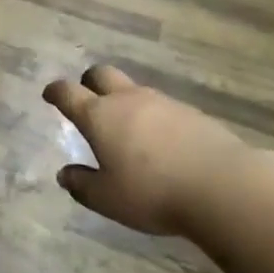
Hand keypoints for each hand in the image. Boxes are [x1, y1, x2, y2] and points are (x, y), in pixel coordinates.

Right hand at [43, 65, 267, 236]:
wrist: (223, 186)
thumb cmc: (152, 192)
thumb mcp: (107, 198)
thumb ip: (82, 184)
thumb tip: (64, 174)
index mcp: (99, 116)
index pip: (68, 92)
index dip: (56, 91)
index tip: (49, 94)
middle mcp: (128, 100)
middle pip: (102, 74)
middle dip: (89, 81)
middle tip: (87, 98)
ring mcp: (162, 103)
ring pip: (134, 90)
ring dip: (124, 101)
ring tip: (127, 128)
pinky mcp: (192, 113)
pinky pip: (162, 107)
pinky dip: (153, 118)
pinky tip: (161, 143)